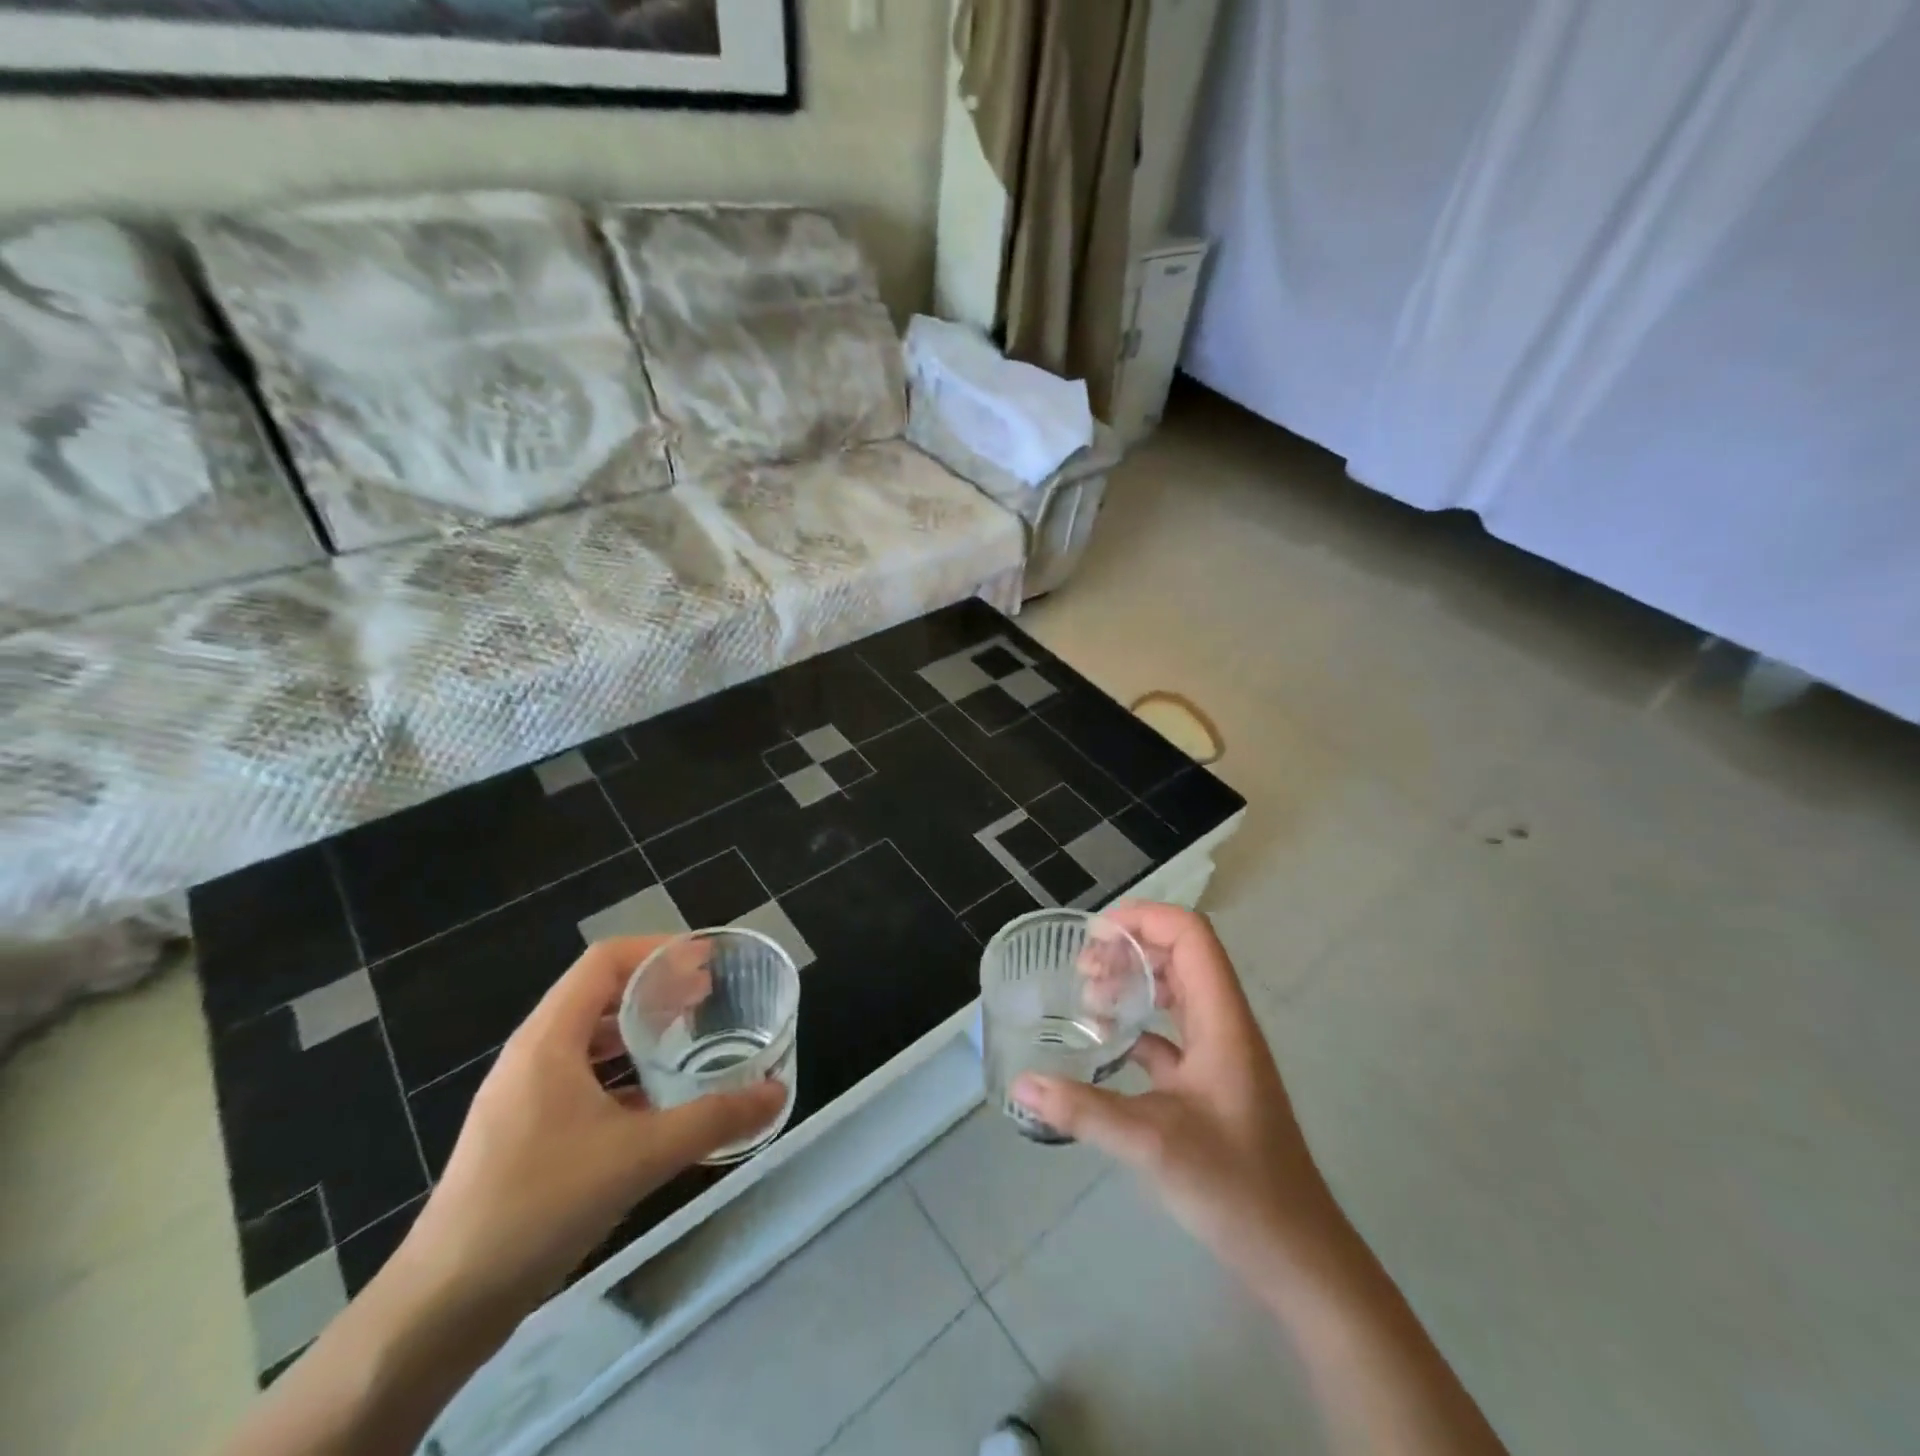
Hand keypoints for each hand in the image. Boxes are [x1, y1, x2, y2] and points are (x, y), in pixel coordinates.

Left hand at [395, 936, 784, 1312]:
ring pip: (589, 1039)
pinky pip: (581, 1079)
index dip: (657, 950)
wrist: (442, 1306)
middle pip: (598, 994)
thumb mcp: (639, 1156)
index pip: (604, 961)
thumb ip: (713, 1119)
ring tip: (687, 1038)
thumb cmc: (538, 1206)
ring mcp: (524, 1096)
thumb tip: (776, 1092)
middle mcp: (533, 1055)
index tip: (706, 960)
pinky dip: (622, 1073)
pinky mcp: (524, 1133)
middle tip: (708, 996)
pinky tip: (656, 1101)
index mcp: (549, 1040)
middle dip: (655, 987)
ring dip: (639, 1030)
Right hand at [1013, 903, 1342, 1289]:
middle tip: (1084, 968)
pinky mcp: (1211, 1084)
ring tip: (1089, 998)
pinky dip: (1139, 1026)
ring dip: (1135, 983)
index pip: (1190, 936)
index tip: (1096, 936)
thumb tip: (1020, 1084)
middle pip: (1181, 955)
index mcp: (1222, 1020)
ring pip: (1177, 992)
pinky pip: (1172, 1033)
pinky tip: (1106, 1044)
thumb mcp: (1152, 1143)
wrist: (1296, 1256)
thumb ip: (1083, 1110)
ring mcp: (1220, 1055)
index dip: (1145, 918)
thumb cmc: (1235, 1187)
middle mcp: (1224, 1025)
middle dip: (1130, 948)